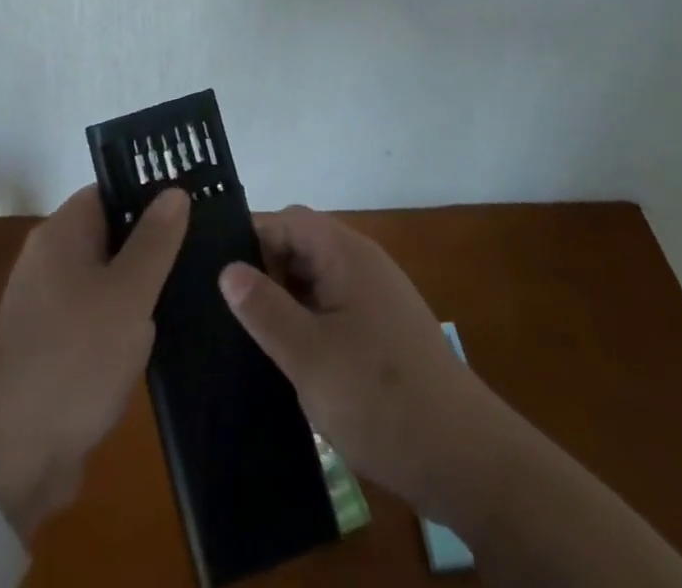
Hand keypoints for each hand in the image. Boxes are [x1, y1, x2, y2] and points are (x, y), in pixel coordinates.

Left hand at [0, 185, 188, 539]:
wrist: (13, 457)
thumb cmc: (76, 358)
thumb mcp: (129, 294)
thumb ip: (155, 240)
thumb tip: (175, 190)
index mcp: (62, 233)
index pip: (110, 191)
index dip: (149, 194)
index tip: (193, 204)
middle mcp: (49, 259)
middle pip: (110, 233)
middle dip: (151, 244)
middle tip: (200, 248)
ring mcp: (47, 304)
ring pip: (106, 277)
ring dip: (140, 287)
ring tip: (190, 288)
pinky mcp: (53, 345)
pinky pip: (96, 315)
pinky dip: (123, 321)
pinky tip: (157, 335)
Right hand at [219, 206, 499, 521]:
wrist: (466, 460)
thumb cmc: (381, 399)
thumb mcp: (309, 357)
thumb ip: (265, 309)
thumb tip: (226, 269)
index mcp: (345, 254)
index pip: (286, 221)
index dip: (249, 240)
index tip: (214, 276)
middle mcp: (361, 263)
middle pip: (299, 247)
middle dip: (263, 274)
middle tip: (228, 314)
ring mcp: (375, 297)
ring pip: (314, 280)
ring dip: (284, 302)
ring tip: (248, 338)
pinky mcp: (382, 331)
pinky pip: (332, 308)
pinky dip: (306, 323)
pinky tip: (288, 360)